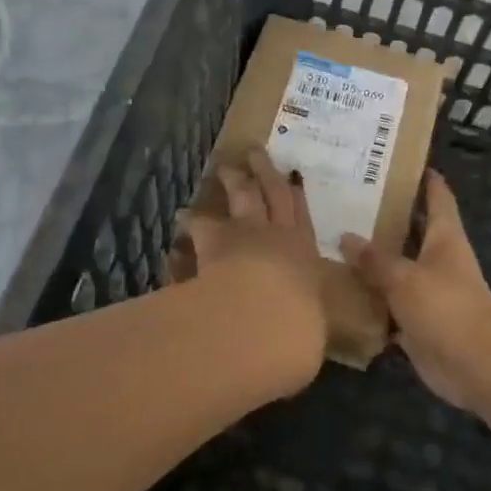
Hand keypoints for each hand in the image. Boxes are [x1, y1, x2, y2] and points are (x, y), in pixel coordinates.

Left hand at [175, 149, 328, 390]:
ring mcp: (245, 232)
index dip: (295, 196)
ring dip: (232, 180)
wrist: (264, 320)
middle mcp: (277, 235)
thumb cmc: (298, 331)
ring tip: (222, 168)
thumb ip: (303, 329)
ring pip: (240, 197)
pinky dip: (192, 221)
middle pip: (272, 193)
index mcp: (305, 255)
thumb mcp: (309, 336)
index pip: (302, 219)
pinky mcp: (213, 239)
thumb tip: (300, 338)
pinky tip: (181, 217)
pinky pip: (200, 225)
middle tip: (254, 152)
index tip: (291, 176)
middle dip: (265, 172)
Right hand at [342, 171, 490, 411]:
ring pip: (397, 266)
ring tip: (333, 238)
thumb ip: (374, 259)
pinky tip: (340, 289)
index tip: (396, 160)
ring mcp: (428, 289)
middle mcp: (437, 257)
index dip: (422, 176)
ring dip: (373, 258)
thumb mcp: (404, 277)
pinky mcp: (419, 320)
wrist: (477, 366)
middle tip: (346, 197)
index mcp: (444, 235)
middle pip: (410, 228)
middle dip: (384, 215)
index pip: (436, 194)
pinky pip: (389, 302)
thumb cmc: (447, 307)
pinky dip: (370, 297)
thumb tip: (345, 236)